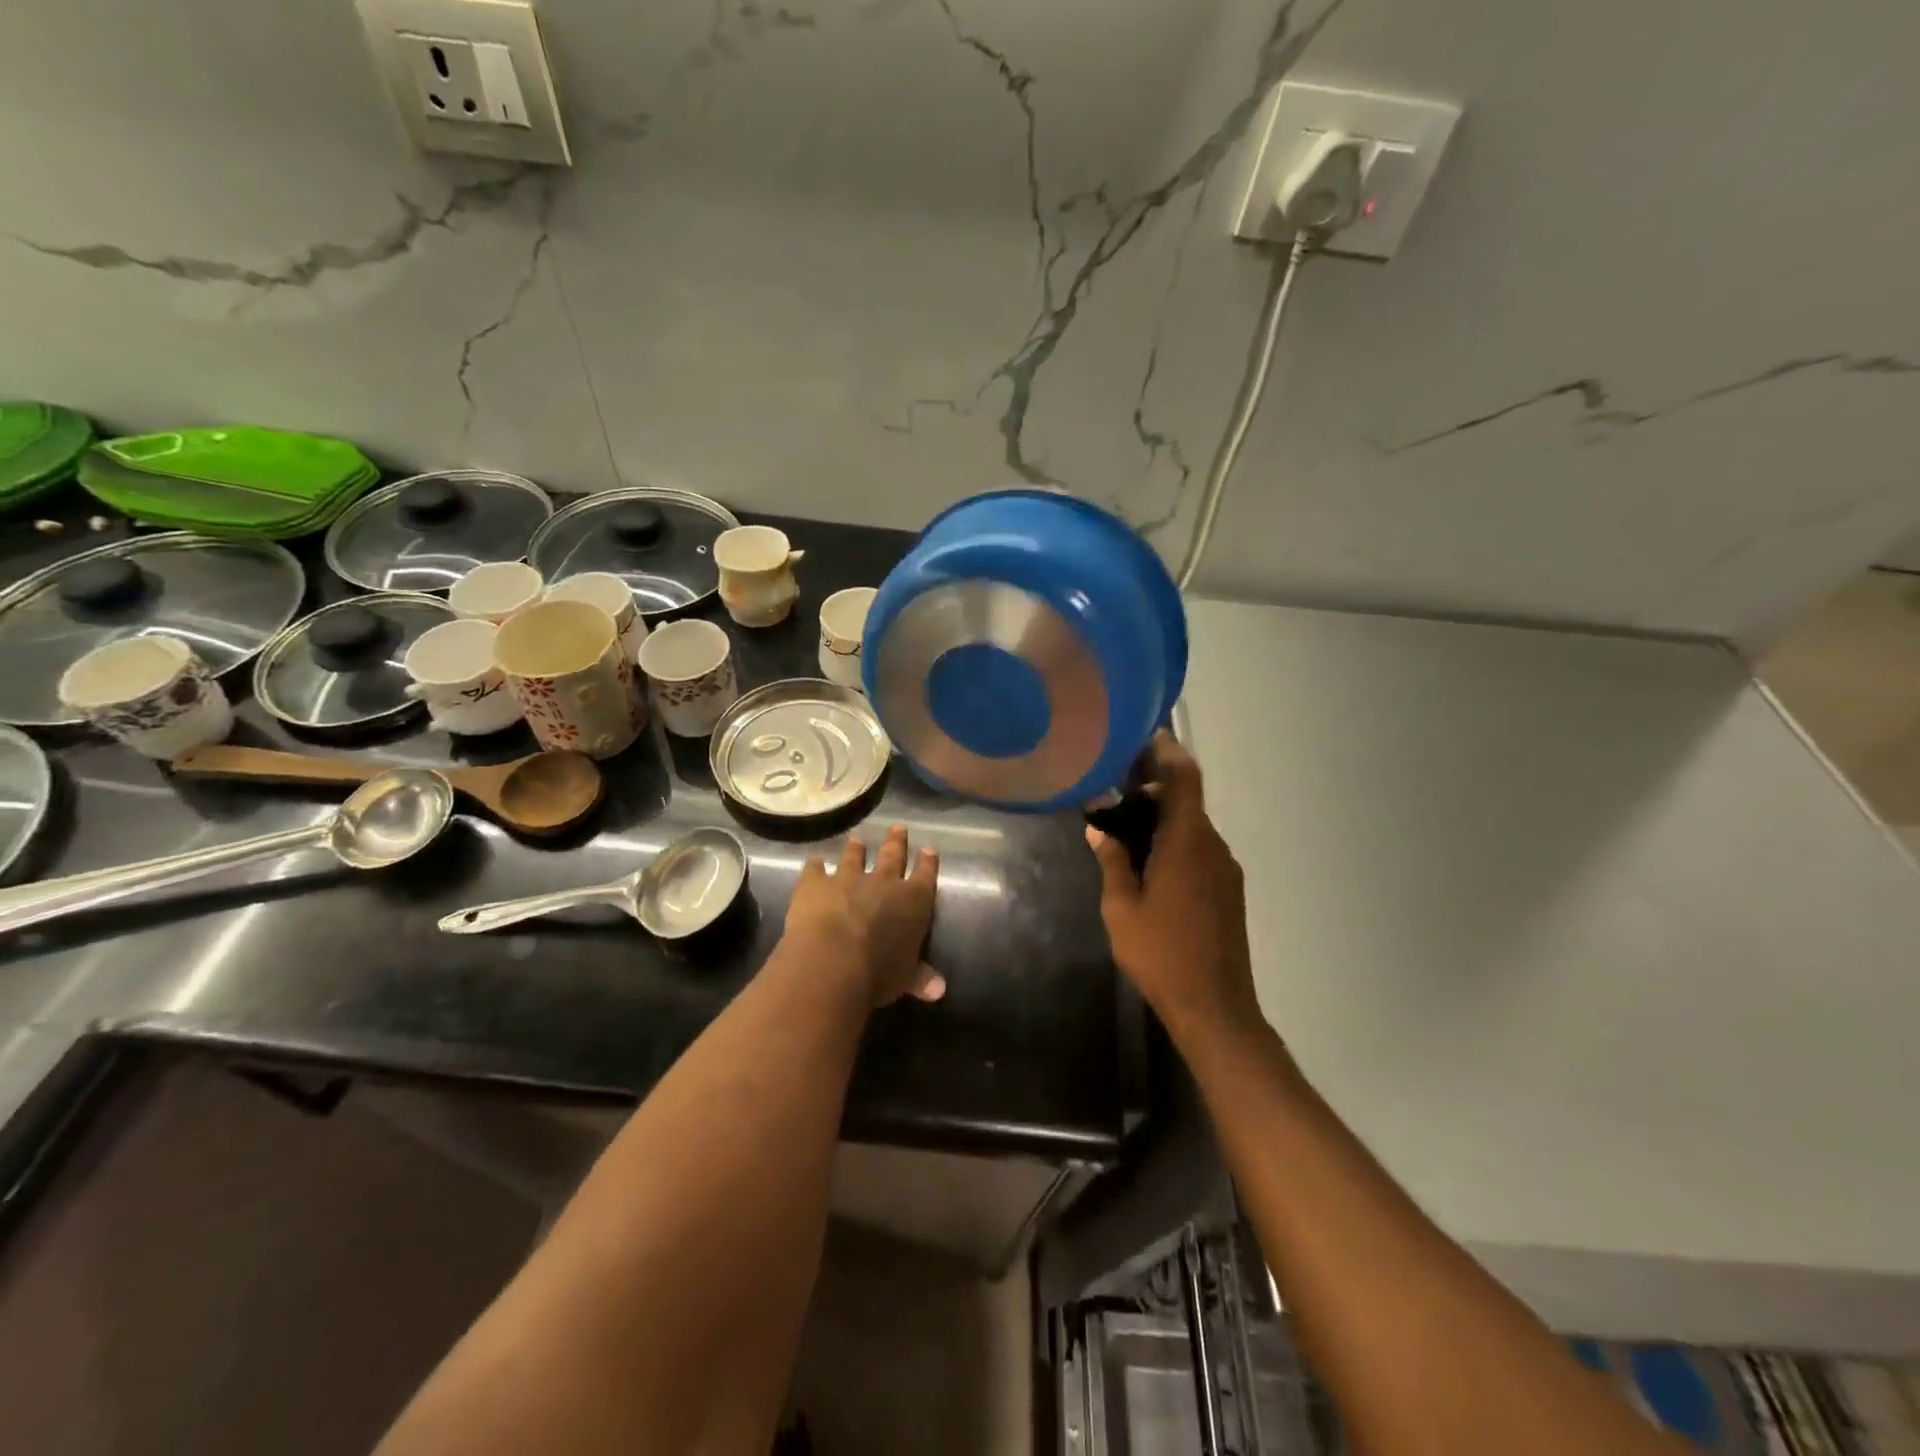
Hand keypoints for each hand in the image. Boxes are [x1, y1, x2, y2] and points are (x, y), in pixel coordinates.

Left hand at [784, 825, 944, 1005]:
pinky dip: (815, 865)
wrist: (833, 960)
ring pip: (854, 856)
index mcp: (913, 901)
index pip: (925, 875)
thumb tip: (940, 991)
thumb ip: (920, 977)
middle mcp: (883, 882)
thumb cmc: (878, 972)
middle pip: (892, 855)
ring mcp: (847, 878)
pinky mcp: (815, 883)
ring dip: (856, 848)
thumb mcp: (905, 978)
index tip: (929, 849)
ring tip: (857, 838)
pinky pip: (815, 868)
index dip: (928, 862)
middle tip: (898, 827)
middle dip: (897, 842)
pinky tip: (815, 860)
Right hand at [1086, 733, 1261, 1041]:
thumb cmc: (1161, 955)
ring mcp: (1226, 869)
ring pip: (1193, 827)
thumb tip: (1099, 829)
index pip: (1184, 779)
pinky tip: (1150, 867)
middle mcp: (1213, 846)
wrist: (1216, 1008)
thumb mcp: (1120, 909)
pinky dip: (1176, 843)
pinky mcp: (1230, 890)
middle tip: (1113, 795)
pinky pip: (1201, 850)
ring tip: (1124, 833)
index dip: (1167, 752)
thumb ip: (1112, 862)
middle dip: (1152, 791)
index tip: (1143, 737)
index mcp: (1187, 842)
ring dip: (1163, 820)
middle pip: (1186, 801)